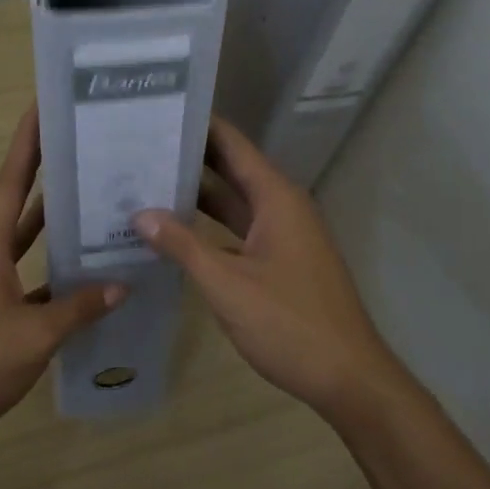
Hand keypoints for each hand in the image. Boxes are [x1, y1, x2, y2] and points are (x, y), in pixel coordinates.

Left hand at [0, 106, 122, 447]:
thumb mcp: (34, 337)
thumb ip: (78, 309)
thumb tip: (122, 285)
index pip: (11, 180)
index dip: (27, 142)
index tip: (42, 106)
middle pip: (18, 202)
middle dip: (46, 173)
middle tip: (83, 148)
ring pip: (21, 240)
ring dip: (50, 222)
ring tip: (90, 201)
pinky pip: (21, 274)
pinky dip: (46, 269)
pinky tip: (77, 276)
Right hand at [135, 117, 406, 420]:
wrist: (349, 377)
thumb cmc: (290, 323)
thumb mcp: (227, 284)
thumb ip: (183, 245)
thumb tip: (140, 213)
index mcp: (276, 197)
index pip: (233, 144)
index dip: (199, 125)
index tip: (159, 110)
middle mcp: (282, 206)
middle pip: (232, 168)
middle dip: (191, 157)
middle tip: (141, 145)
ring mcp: (283, 234)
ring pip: (235, 202)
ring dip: (198, 194)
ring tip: (148, 180)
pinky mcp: (281, 260)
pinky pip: (240, 229)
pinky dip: (210, 226)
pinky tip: (176, 230)